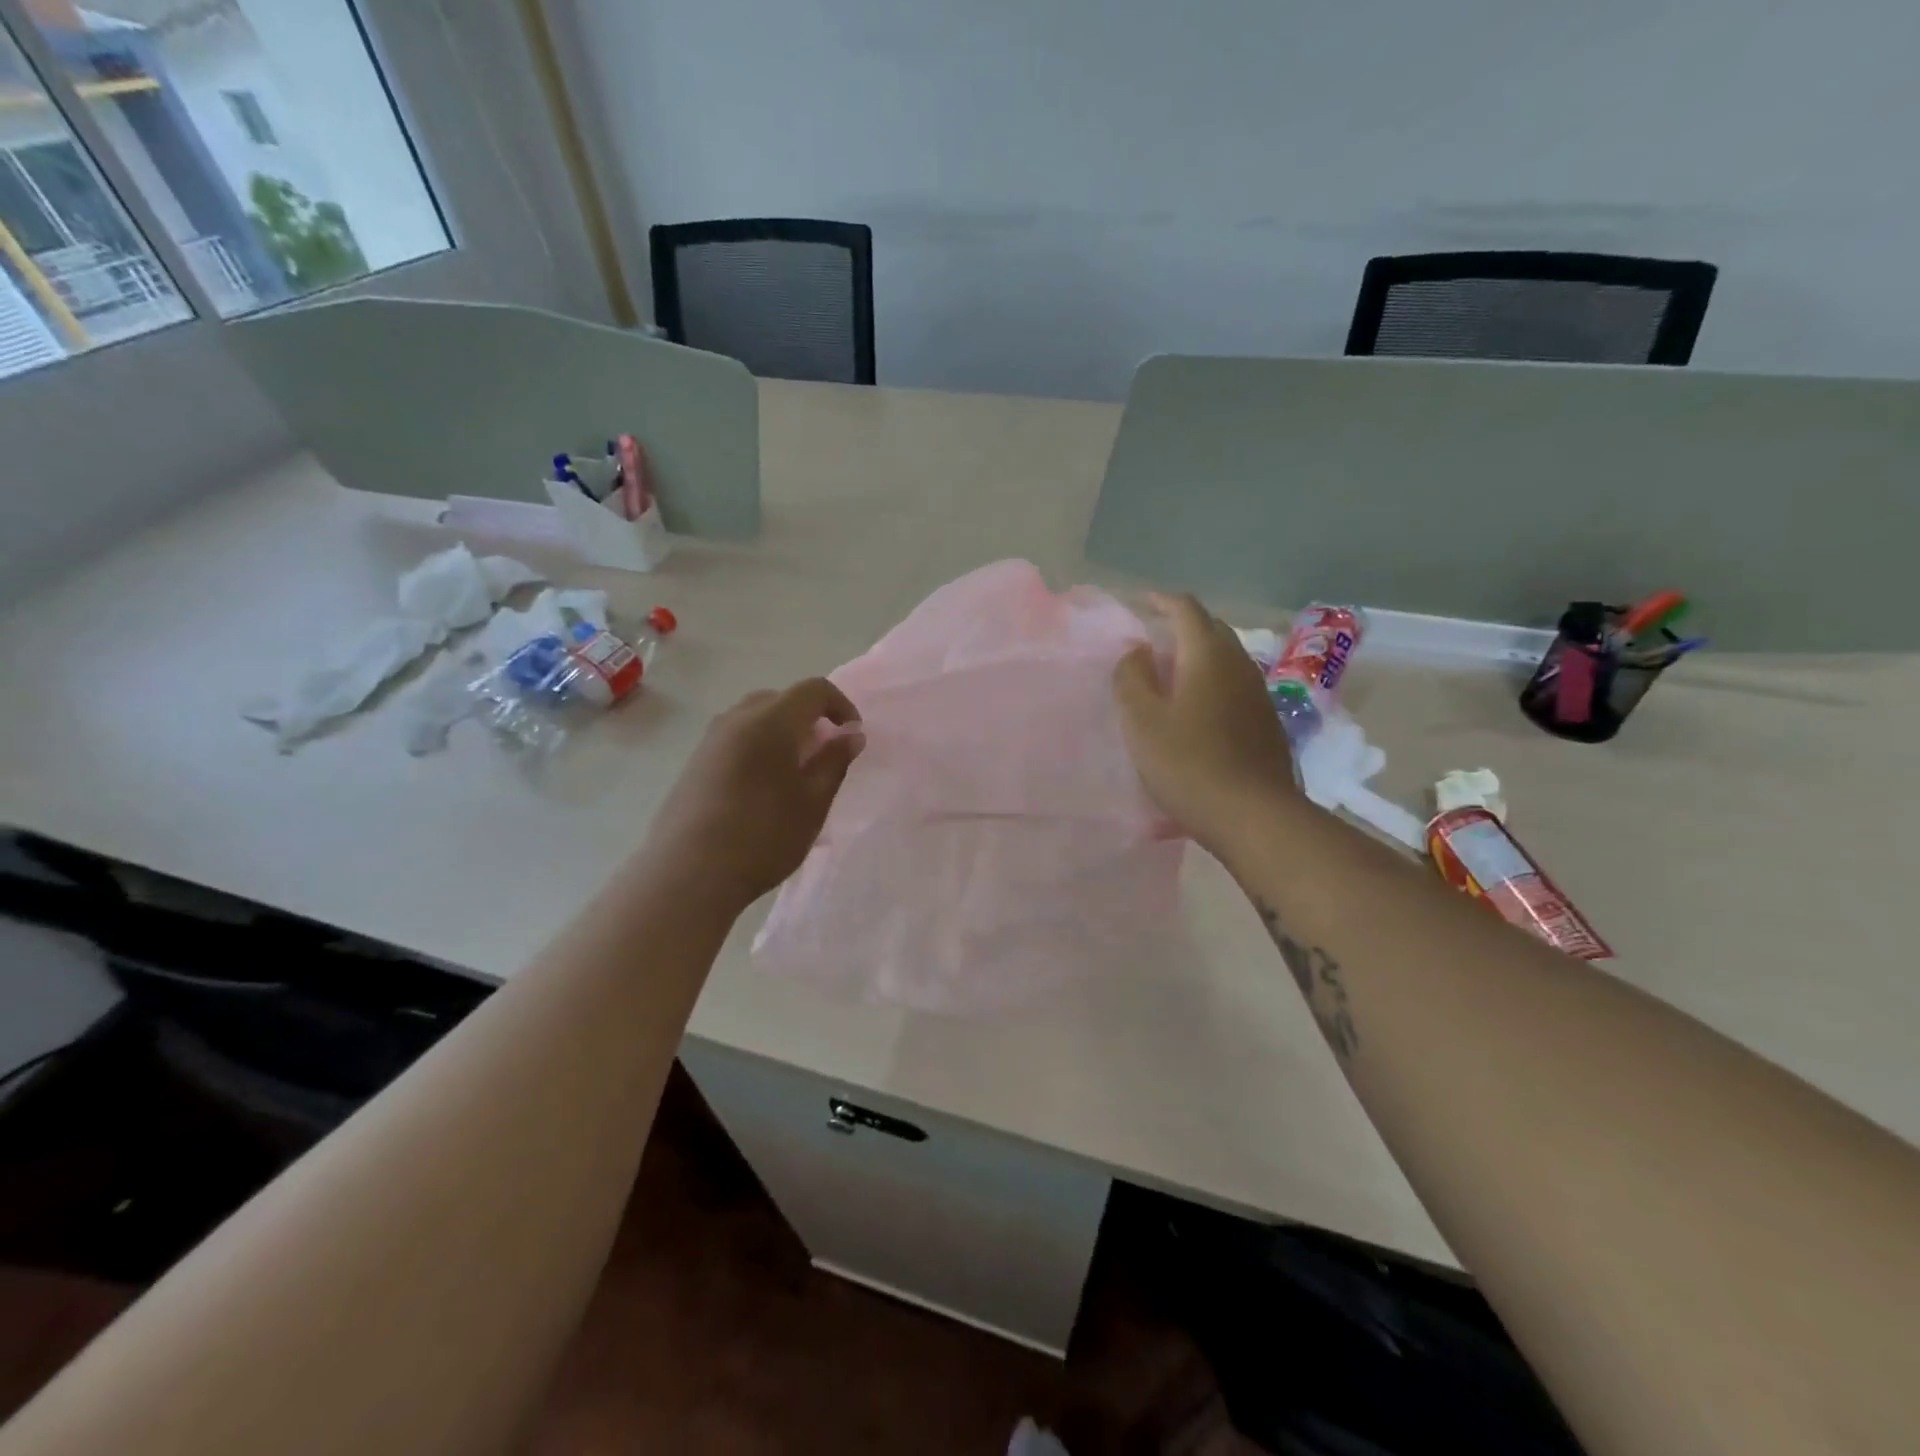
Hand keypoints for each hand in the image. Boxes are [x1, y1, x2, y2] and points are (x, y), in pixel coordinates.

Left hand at [643, 677, 862, 914]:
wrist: (688, 874)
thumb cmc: (763, 837)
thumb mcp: (813, 802)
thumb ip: (835, 762)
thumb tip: (851, 734)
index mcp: (771, 721)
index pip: (813, 689)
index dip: (840, 705)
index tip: (852, 736)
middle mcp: (737, 719)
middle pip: (781, 698)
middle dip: (810, 718)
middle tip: (824, 753)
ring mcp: (710, 740)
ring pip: (754, 717)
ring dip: (782, 732)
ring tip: (794, 772)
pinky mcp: (695, 763)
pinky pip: (735, 738)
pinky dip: (758, 746)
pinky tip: (762, 788)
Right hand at [1113, 593, 1298, 854]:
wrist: (1253, 816)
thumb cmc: (1188, 764)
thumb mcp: (1141, 721)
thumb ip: (1132, 678)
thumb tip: (1136, 652)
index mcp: (1207, 656)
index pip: (1186, 610)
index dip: (1162, 601)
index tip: (1141, 603)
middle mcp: (1239, 665)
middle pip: (1211, 629)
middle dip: (1181, 626)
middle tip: (1152, 640)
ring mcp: (1258, 693)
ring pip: (1225, 658)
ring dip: (1197, 656)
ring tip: (1170, 673)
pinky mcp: (1266, 722)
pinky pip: (1234, 685)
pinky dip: (1211, 681)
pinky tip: (1196, 708)